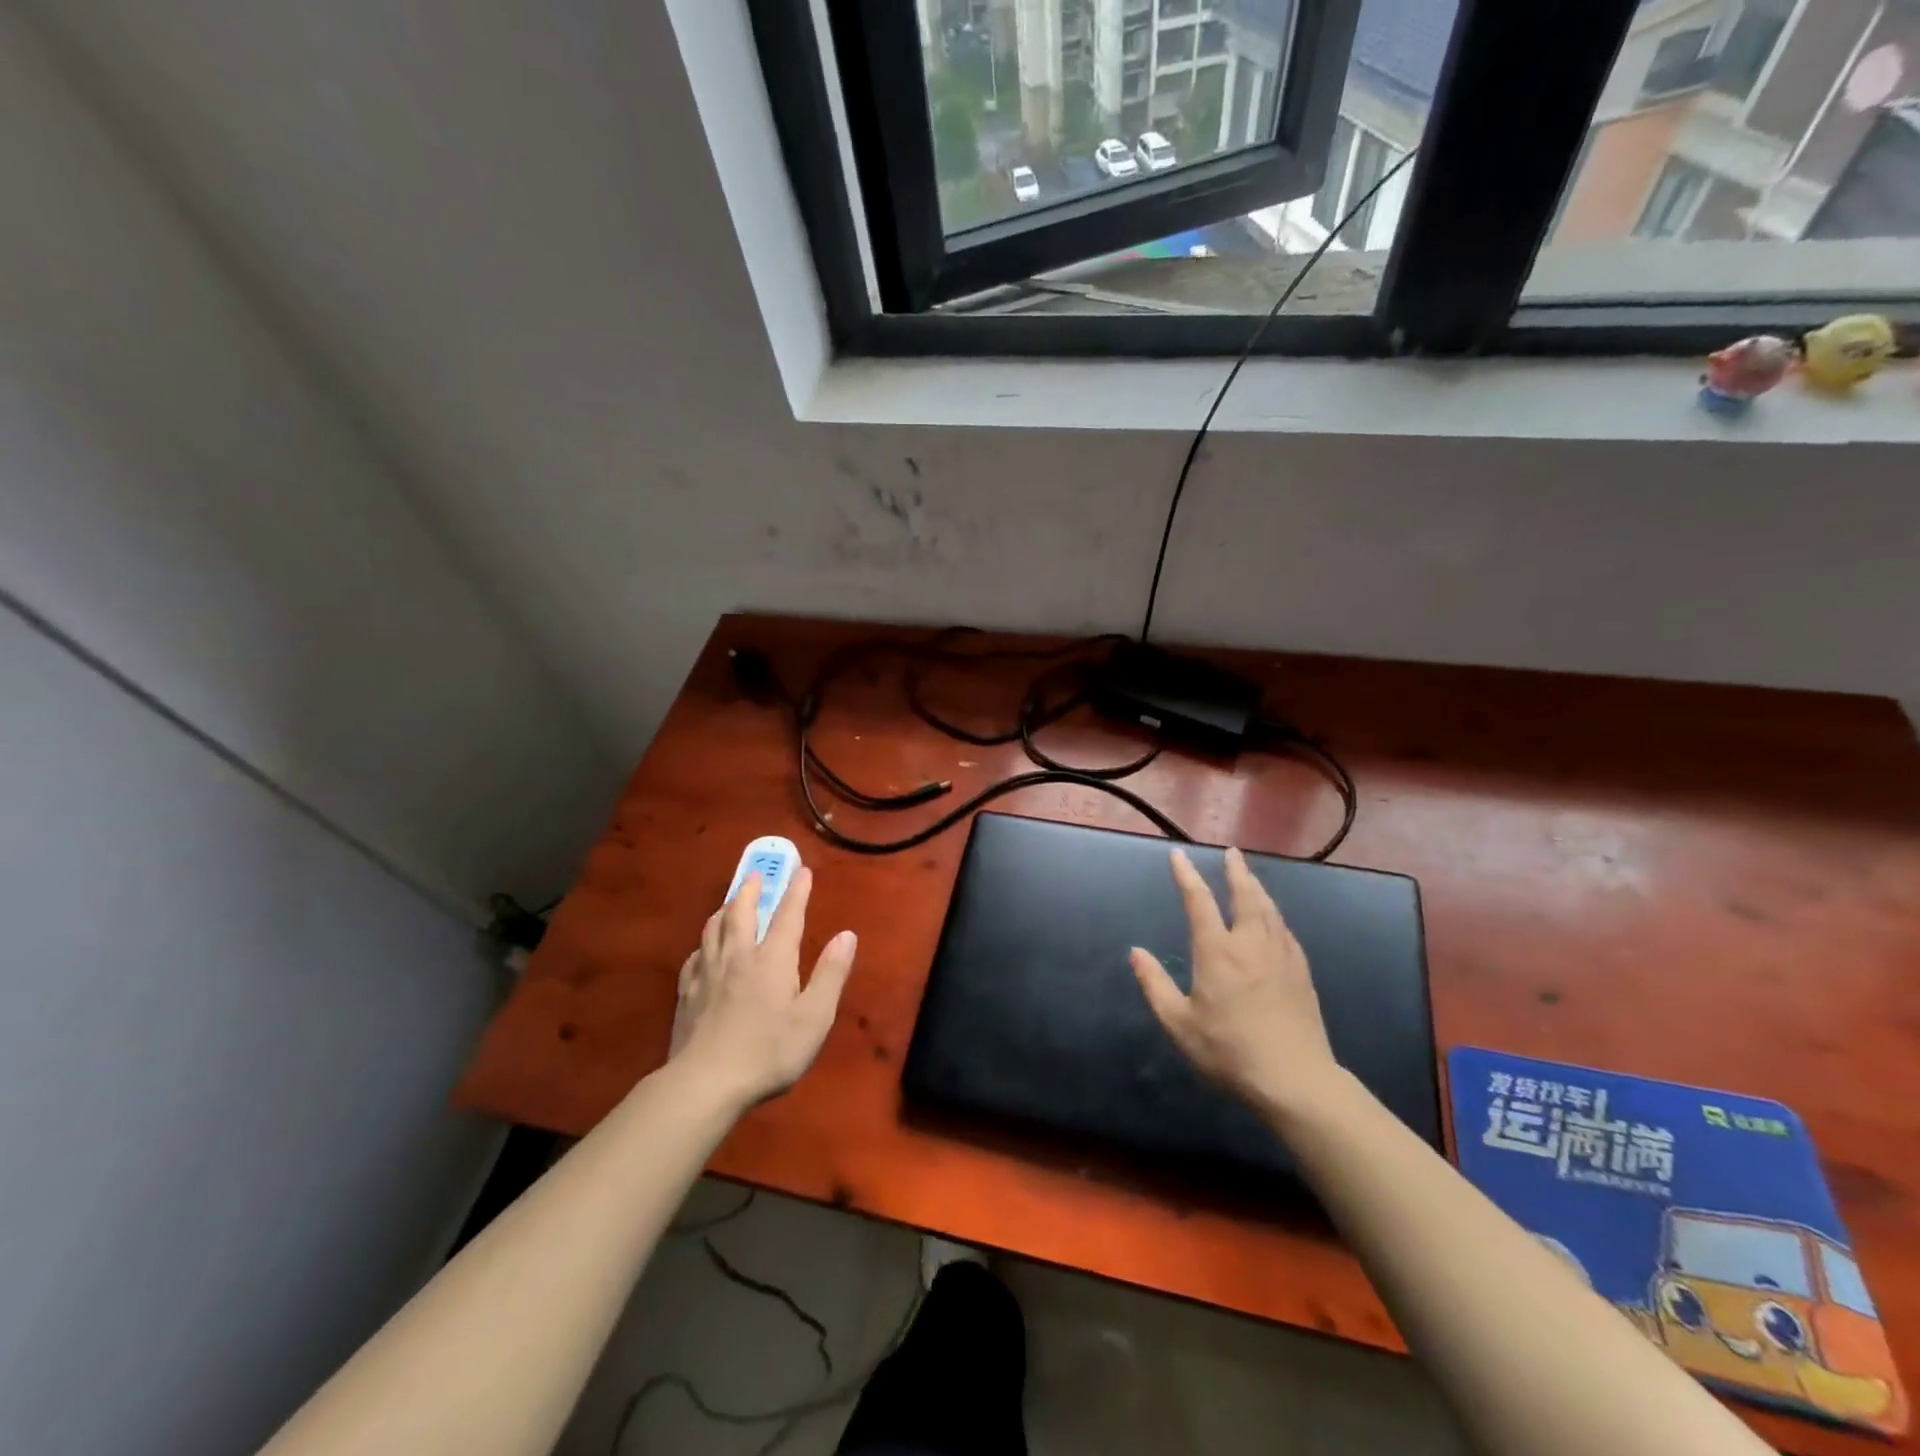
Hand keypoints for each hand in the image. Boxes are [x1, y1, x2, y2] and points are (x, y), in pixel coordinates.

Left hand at [669, 867, 856, 1107]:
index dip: (796, 892)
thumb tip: (847, 935)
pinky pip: (694, 956)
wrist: (705, 1083)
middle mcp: (738, 956)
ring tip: (730, 902)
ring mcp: (708, 974)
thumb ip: (831, 974)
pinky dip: (703, 944)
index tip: (802, 871)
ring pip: (713, 929)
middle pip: (741, 913)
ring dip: (725, 909)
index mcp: (772, 959)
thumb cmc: (769, 1051)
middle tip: (756, 875)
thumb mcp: (814, 1017)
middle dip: (751, 890)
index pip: (787, 915)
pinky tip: (703, 950)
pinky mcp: (687, 994)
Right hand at [1130, 848, 1341, 1117]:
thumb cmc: (1229, 1051)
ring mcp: (1281, 956)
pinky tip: (1273, 919)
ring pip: (1269, 909)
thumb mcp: (1179, 1024)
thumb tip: (1136, 952)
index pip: (1199, 902)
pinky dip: (1273, 914)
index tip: (1178, 855)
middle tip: (1232, 853)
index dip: (1187, 876)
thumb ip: (1155, 985)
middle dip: (1236, 871)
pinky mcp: (1301, 972)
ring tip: (1250, 877)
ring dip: (1257, 888)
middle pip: (1245, 895)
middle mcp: (1251, 944)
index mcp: (1218, 952)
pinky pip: (1284, 929)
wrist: (1295, 1080)